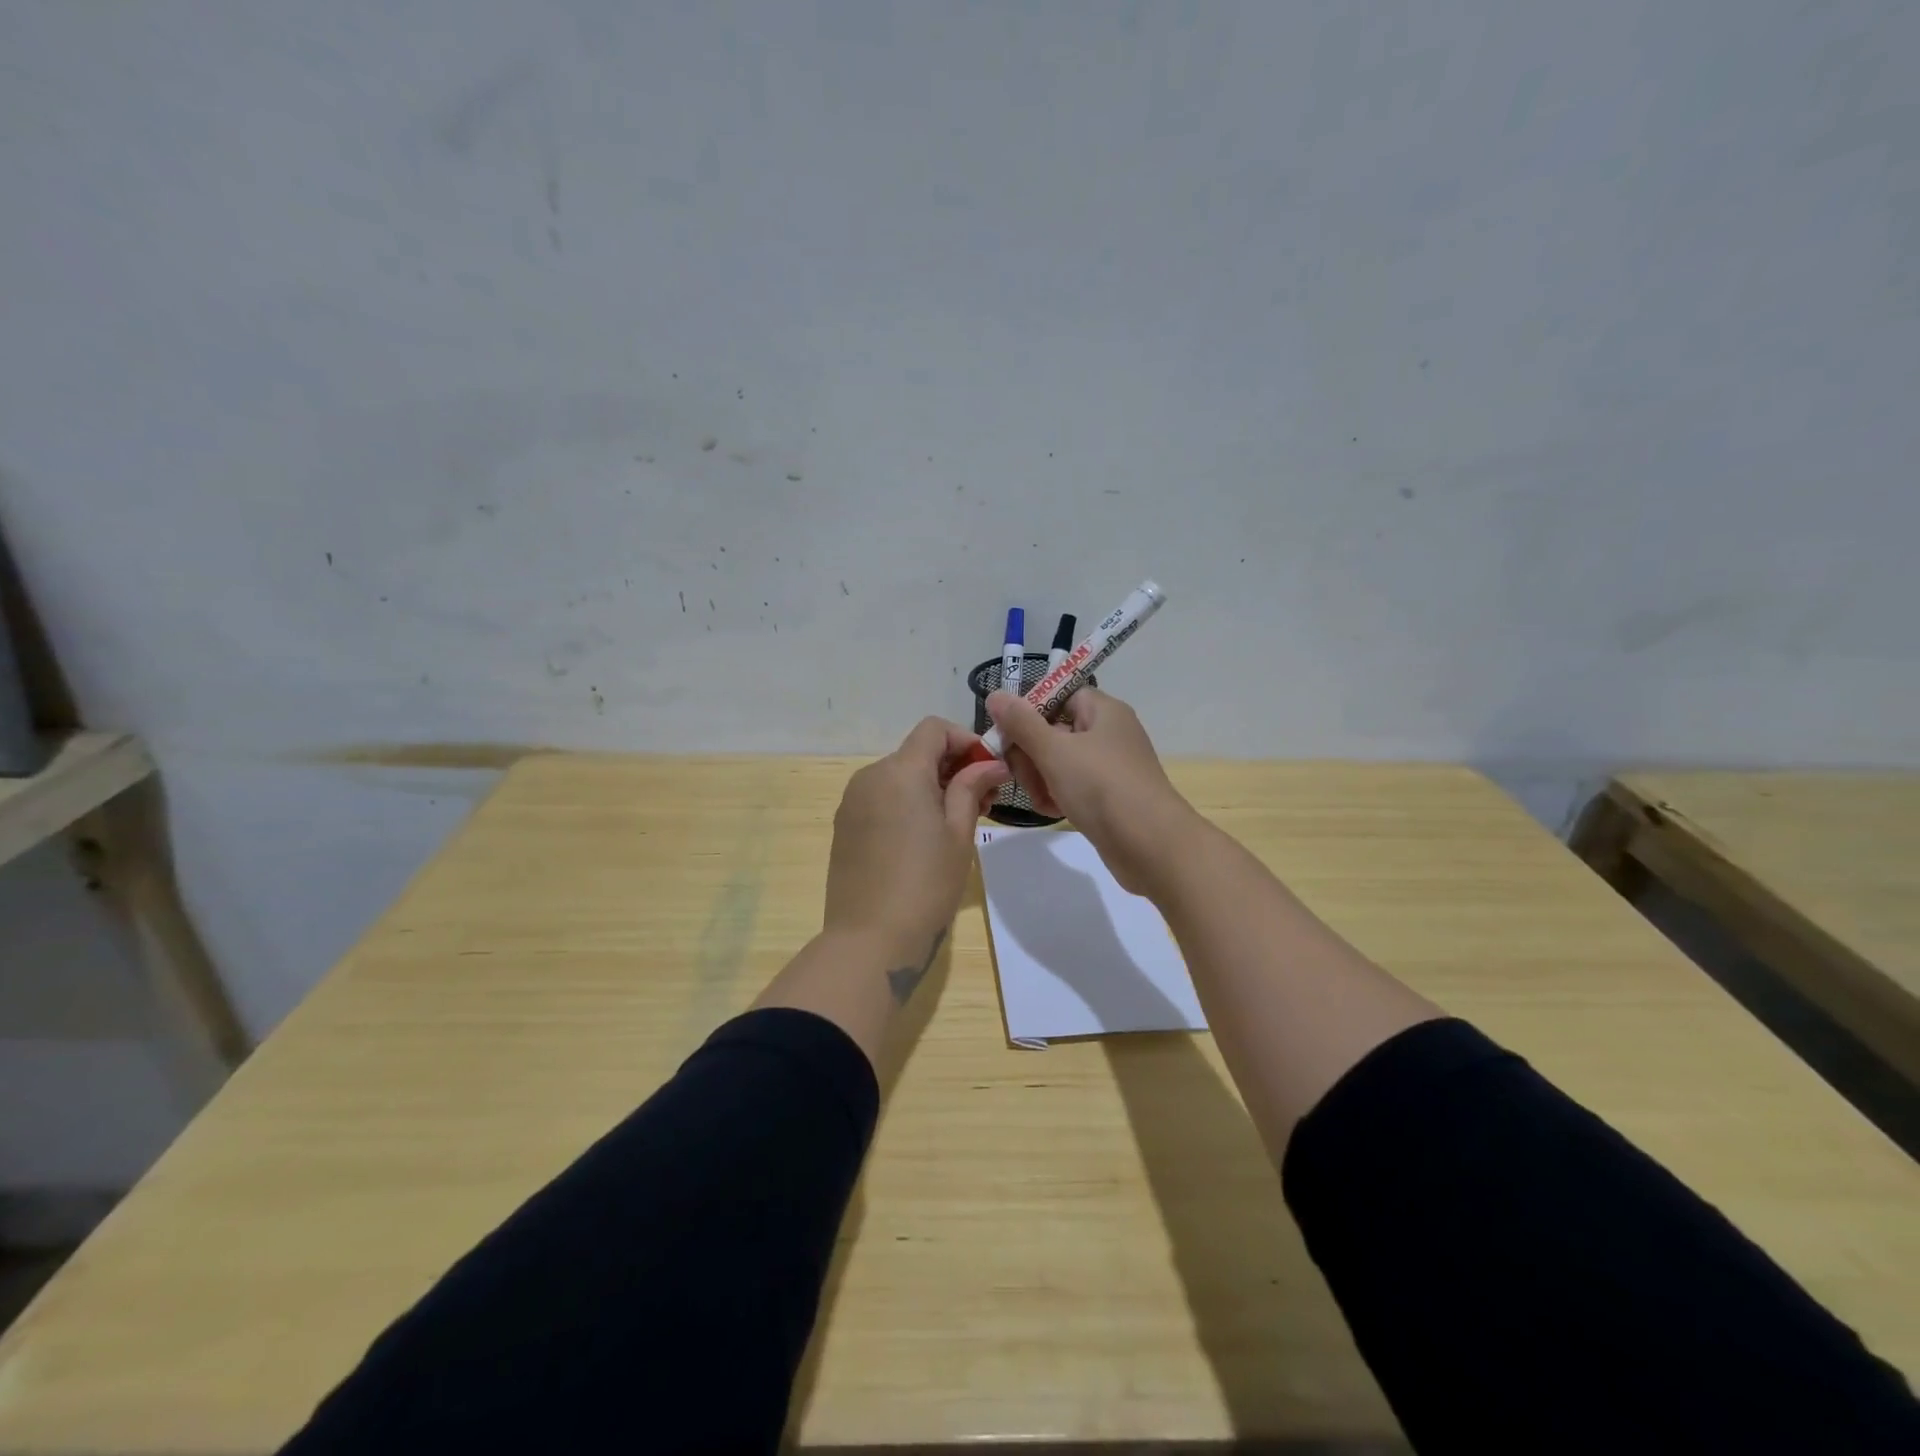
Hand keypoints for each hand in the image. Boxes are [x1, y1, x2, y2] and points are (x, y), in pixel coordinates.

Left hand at [824, 718, 1010, 960]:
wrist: (870, 940)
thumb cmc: (926, 884)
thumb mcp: (958, 834)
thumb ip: (971, 788)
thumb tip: (990, 764)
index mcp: (900, 771)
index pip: (933, 729)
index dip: (965, 741)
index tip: (987, 770)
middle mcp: (870, 776)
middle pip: (915, 752)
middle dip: (951, 767)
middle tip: (982, 802)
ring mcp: (852, 802)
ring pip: (898, 777)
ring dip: (929, 787)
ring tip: (954, 824)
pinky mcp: (844, 827)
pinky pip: (880, 799)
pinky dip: (905, 804)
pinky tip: (922, 839)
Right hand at [985, 687, 1198, 894]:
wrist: (1151, 845)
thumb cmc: (1102, 787)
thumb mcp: (1054, 751)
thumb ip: (1021, 723)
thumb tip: (996, 695)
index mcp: (1102, 711)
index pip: (1058, 695)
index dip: (1029, 711)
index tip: (1006, 733)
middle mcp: (1108, 733)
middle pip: (1054, 730)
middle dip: (1030, 753)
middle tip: (1018, 774)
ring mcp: (1109, 767)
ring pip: (1059, 762)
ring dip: (1040, 778)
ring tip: (1040, 799)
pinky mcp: (1108, 797)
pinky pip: (1072, 786)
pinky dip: (1057, 795)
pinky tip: (1050, 811)